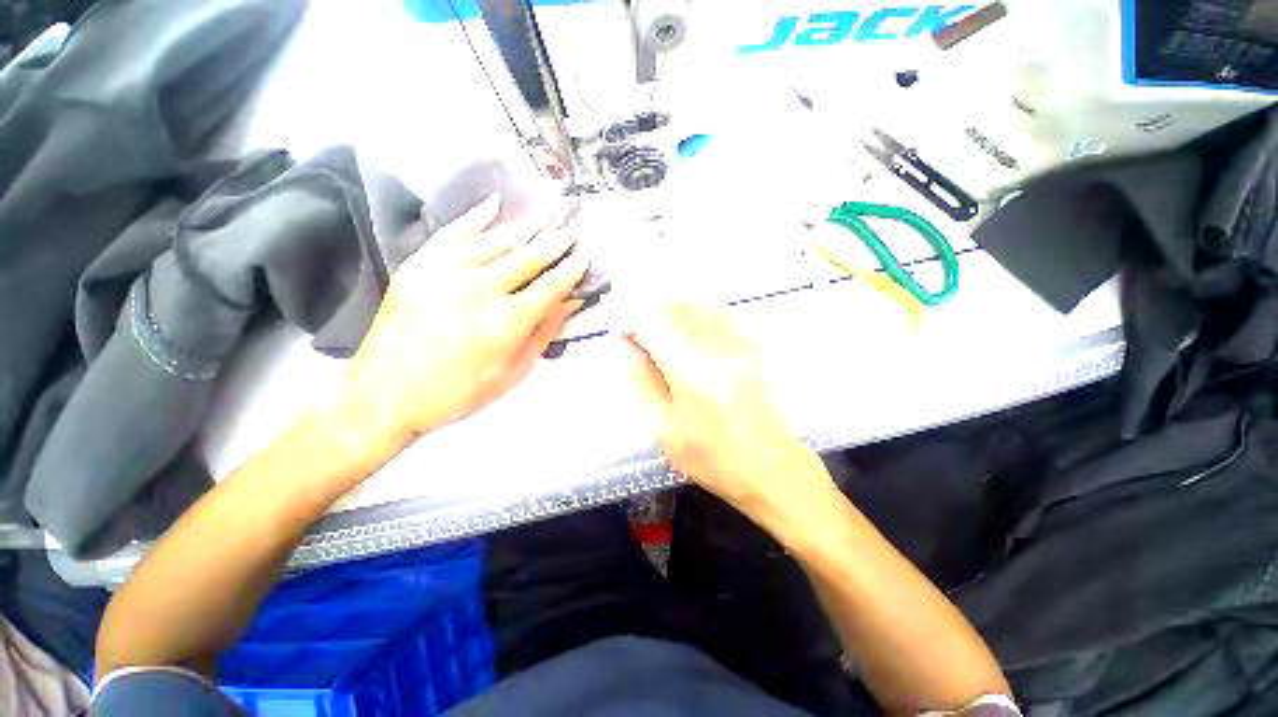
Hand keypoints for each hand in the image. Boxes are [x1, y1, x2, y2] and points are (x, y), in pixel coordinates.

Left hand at [338, 194, 587, 452]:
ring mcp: (447, 272)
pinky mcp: (420, 265)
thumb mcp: (514, 371)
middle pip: (528, 257)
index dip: (571, 269)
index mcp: (507, 321)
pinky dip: (476, 216)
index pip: (551, 286)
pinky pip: (454, 232)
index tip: (585, 255)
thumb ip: (544, 333)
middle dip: (555, 242)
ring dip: (526, 226)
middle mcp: (481, 289)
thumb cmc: (459, 392)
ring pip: (496, 240)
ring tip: (546, 214)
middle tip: (573, 228)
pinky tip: (495, 202)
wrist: (386, 394)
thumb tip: (571, 302)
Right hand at [622, 303, 819, 512]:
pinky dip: (695, 313)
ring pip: (697, 303)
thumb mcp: (664, 430)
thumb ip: (642, 383)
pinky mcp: (751, 346)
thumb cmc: (712, 458)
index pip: (654, 322)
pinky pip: (718, 312)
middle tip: (637, 337)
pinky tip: (687, 333)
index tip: (621, 337)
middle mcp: (718, 348)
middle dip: (648, 314)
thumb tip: (625, 348)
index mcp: (693, 373)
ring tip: (659, 332)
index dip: (630, 322)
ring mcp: (739, 343)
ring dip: (670, 311)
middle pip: (675, 306)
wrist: (770, 467)